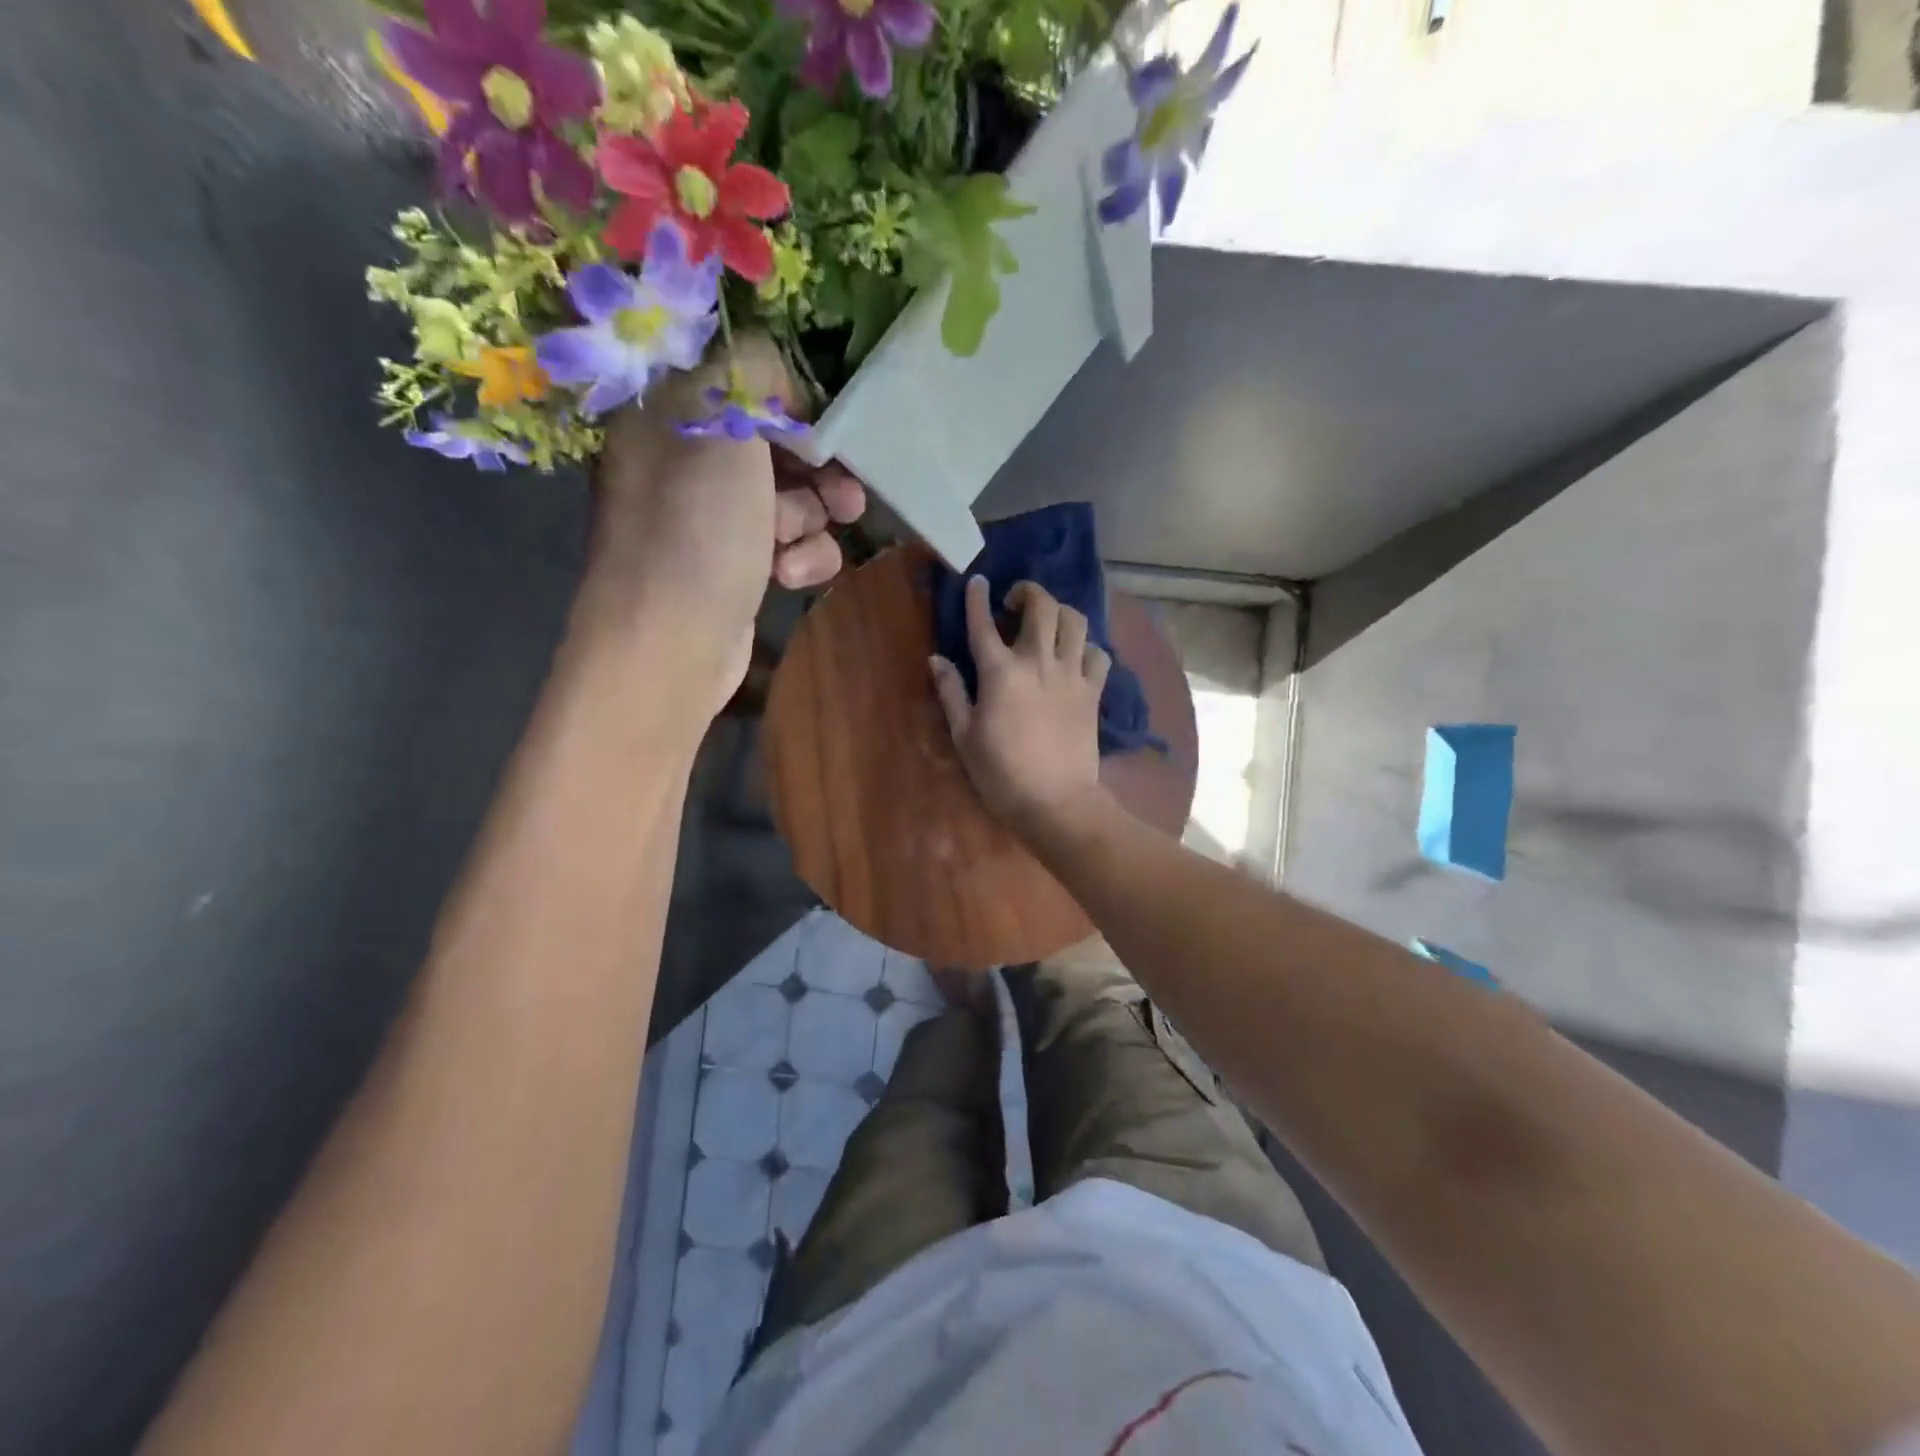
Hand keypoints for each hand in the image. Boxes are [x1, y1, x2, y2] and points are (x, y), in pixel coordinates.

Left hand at [574, 336, 863, 721]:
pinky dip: (799, 558)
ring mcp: (710, 520)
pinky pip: (786, 545)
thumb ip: (753, 372)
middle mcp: (685, 463)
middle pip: (774, 447)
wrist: (671, 642)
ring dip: (810, 519)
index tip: (828, 426)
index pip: (741, 383)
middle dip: (818, 470)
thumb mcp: (722, 426)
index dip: (793, 402)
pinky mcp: (734, 567)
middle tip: (848, 493)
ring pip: (789, 500)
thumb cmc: (696, 528)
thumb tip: (777, 371)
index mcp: (667, 414)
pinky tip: (789, 576)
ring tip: (804, 540)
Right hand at [930, 577, 1110, 840]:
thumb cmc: (1001, 774)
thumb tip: (937, 660)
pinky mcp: (1093, 692)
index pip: (984, 623)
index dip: (977, 598)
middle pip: (1042, 606)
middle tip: (1016, 601)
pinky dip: (1087, 647)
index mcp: (1001, 672)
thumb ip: (951, 693)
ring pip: (1075, 621)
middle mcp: (1038, 662)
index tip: (977, 582)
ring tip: (1049, 622)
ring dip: (1060, 612)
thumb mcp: (964, 736)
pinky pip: (1098, 654)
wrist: (1055, 803)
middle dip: (1028, 592)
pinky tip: (1076, 656)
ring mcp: (1071, 675)